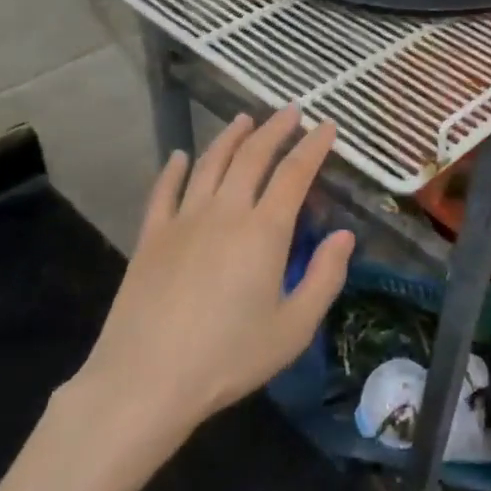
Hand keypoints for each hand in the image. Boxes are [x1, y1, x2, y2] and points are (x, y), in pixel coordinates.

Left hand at [72, 107, 353, 447]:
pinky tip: (181, 156)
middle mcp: (225, 212)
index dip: (313, 147)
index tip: (327, 127)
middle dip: (276, 129)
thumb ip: (325, 278)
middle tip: (291, 111)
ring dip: (230, 137)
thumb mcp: (294, 328)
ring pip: (210, 164)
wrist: (146, 379)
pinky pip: (165, 191)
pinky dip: (175, 169)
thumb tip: (344, 236)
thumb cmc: (229, 357)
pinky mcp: (151, 237)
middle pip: (253, 157)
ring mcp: (183, 220)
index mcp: (265, 231)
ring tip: (245, 120)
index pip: (294, 174)